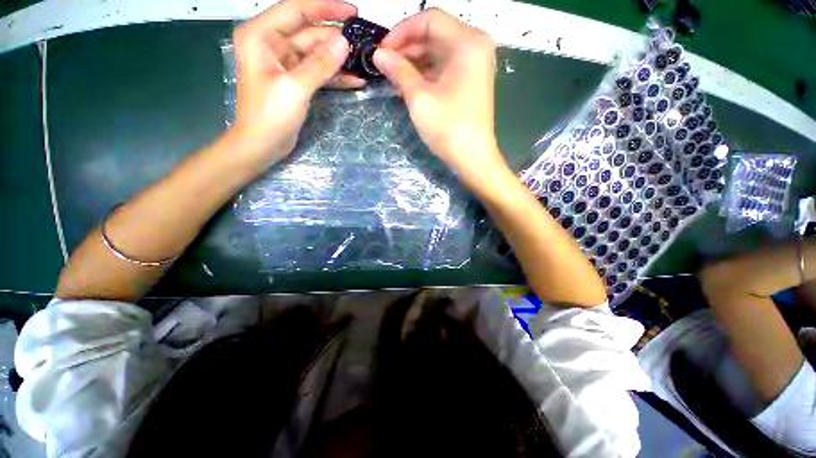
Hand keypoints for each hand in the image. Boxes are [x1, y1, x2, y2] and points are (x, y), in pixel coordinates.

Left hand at [230, 0, 364, 167]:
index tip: (353, 12)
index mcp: (261, 36)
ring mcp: (284, 63)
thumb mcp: (295, 87)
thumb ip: (320, 64)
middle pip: (309, 32)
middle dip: (336, 38)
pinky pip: (317, 71)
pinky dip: (335, 76)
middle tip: (364, 44)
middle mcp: (271, 44)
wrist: (261, 145)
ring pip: (316, 53)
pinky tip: (355, 80)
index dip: (325, 8)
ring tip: (363, 62)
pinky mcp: (295, 80)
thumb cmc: (269, 116)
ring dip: (338, 59)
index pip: (296, 10)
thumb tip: (344, 42)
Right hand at [373, 9, 503, 177]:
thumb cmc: (448, 128)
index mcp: (468, 42)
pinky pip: (444, 68)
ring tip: (392, 77)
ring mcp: (474, 65)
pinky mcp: (470, 81)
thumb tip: (378, 54)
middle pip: (435, 34)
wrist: (472, 158)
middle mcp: (475, 46)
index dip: (402, 31)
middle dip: (407, 48)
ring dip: (414, 62)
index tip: (382, 49)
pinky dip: (426, 73)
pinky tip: (409, 84)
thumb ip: (398, 70)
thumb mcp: (419, 97)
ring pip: (438, 52)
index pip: (429, 19)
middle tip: (384, 64)